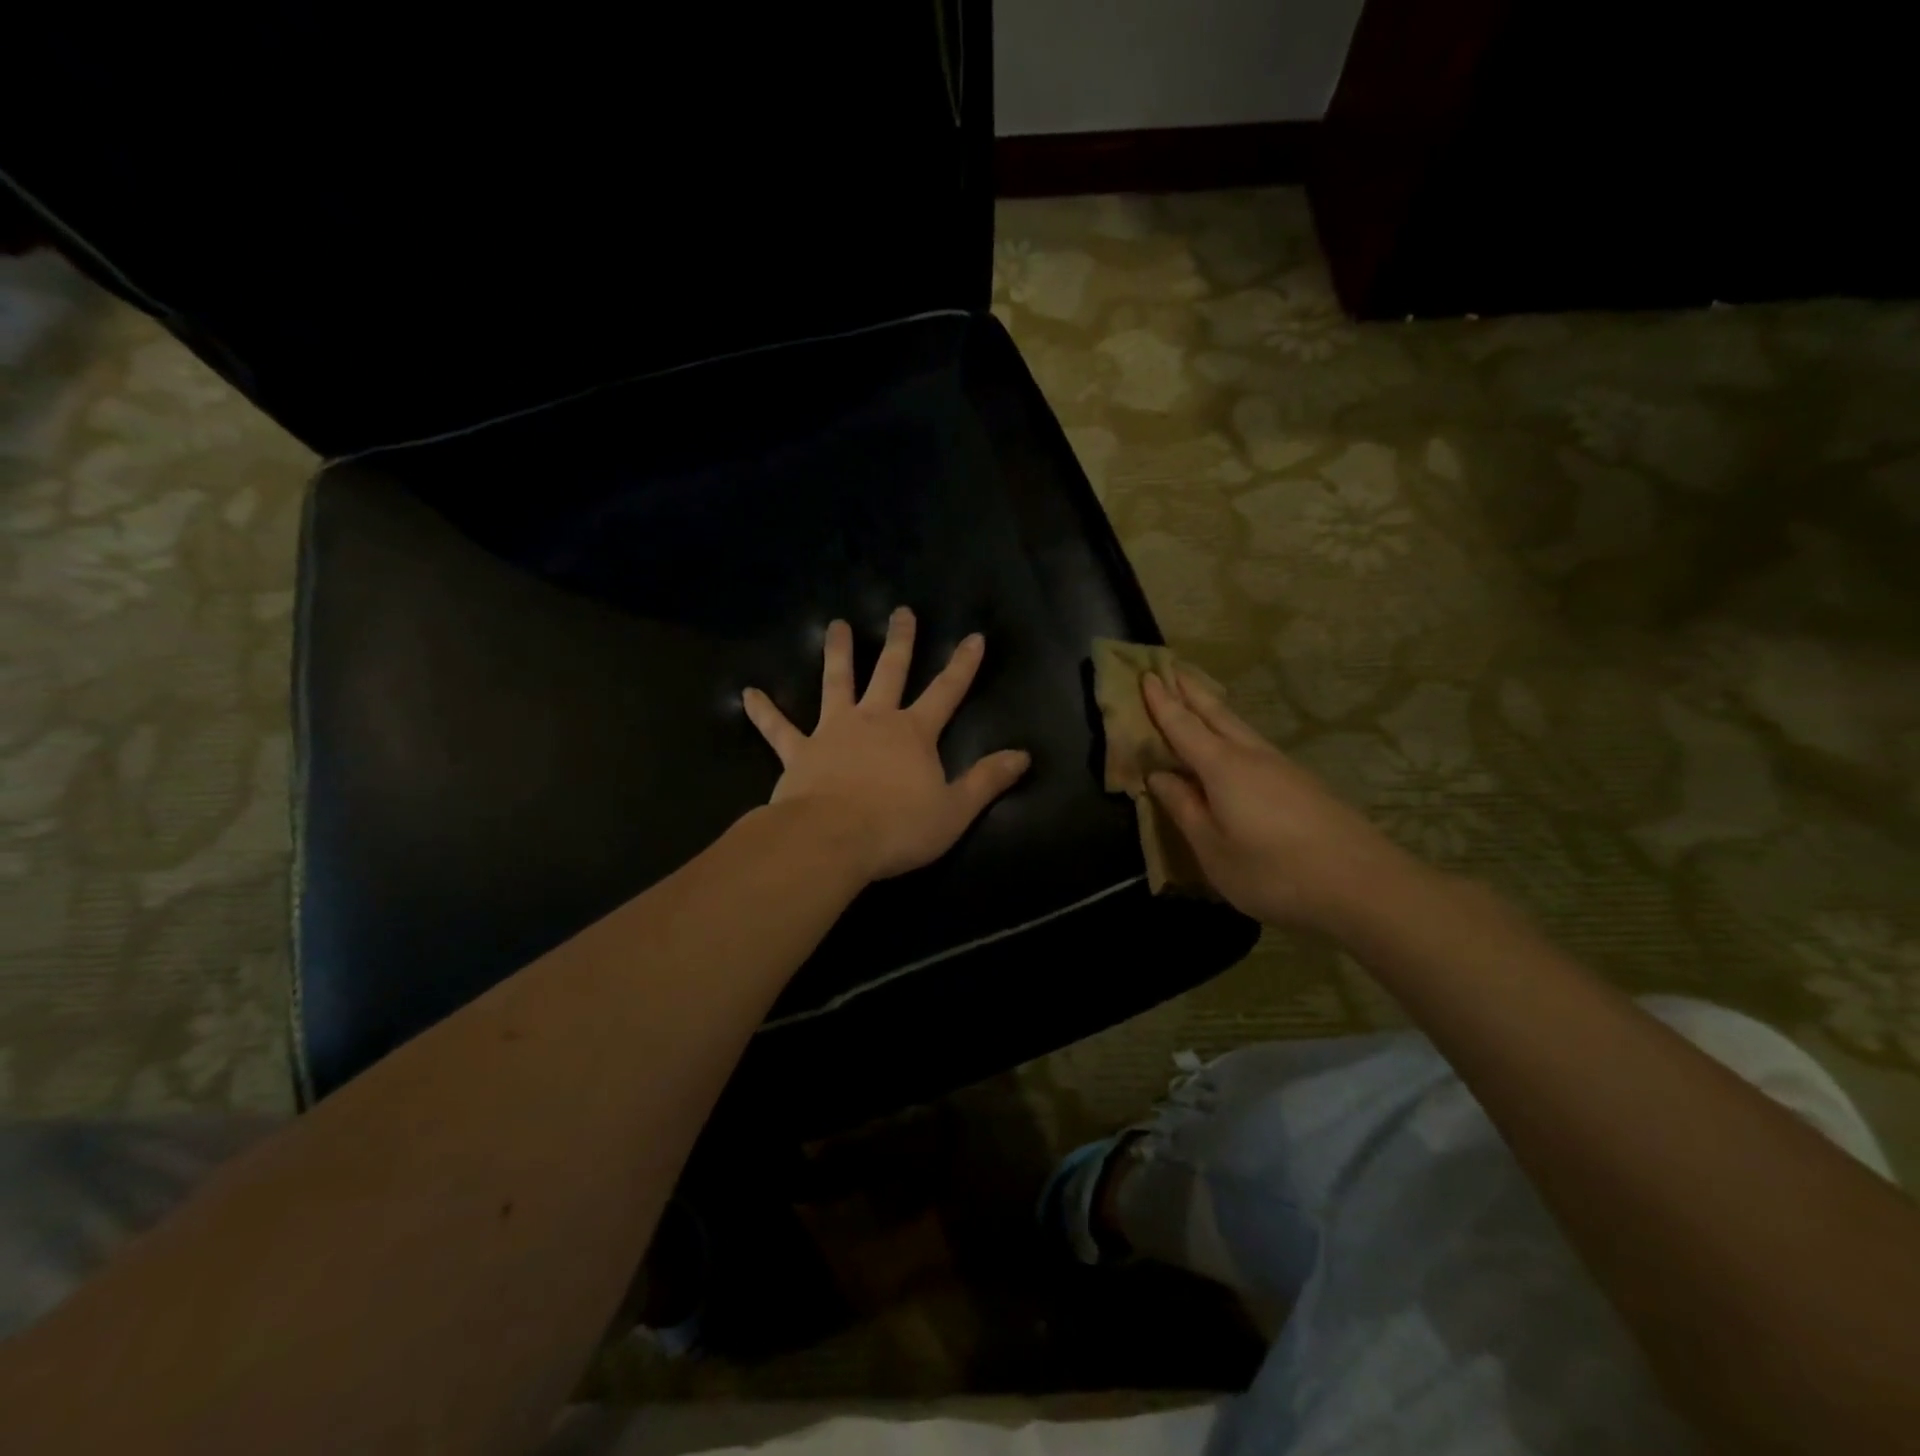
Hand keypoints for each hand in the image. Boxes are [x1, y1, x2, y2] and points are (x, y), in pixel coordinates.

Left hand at [742, 609, 1030, 882]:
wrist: (832, 841)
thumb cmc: (898, 828)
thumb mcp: (955, 810)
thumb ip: (987, 780)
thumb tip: (1023, 756)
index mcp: (914, 733)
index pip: (947, 691)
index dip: (962, 665)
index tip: (973, 636)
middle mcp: (874, 721)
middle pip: (890, 672)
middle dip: (901, 641)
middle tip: (902, 611)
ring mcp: (833, 732)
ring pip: (836, 684)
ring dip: (838, 654)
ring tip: (837, 626)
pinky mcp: (800, 753)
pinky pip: (779, 729)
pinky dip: (764, 712)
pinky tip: (748, 694)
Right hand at [1141, 670, 1426, 932]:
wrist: (1363, 885)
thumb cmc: (1273, 871)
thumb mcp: (1213, 849)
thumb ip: (1184, 808)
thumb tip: (1158, 776)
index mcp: (1222, 767)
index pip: (1183, 725)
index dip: (1162, 702)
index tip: (1146, 675)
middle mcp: (1252, 755)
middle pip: (1216, 713)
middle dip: (1190, 691)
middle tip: (1170, 667)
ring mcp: (1282, 767)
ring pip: (1239, 726)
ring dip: (1213, 707)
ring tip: (1198, 697)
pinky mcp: (1303, 784)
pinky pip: (1255, 744)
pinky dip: (1233, 731)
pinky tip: (1235, 743)